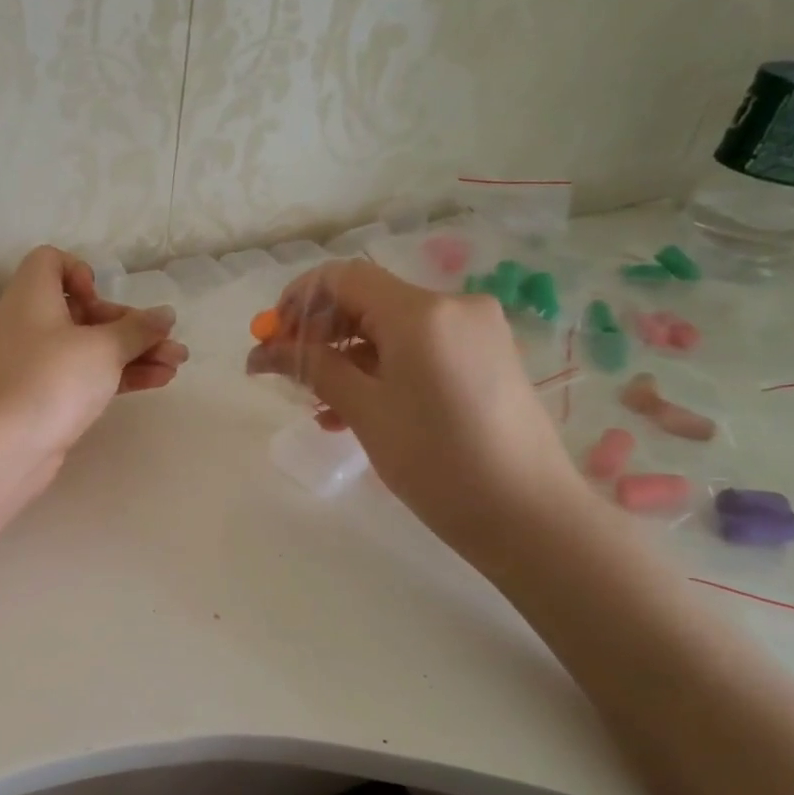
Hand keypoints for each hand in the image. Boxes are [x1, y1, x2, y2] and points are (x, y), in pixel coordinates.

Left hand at [0, 245, 187, 466]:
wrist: (5, 447)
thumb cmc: (53, 379)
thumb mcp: (104, 348)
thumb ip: (138, 330)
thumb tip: (165, 315)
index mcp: (31, 296)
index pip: (49, 262)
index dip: (79, 272)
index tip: (98, 299)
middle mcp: (30, 323)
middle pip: (83, 310)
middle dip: (129, 324)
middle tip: (165, 340)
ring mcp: (36, 363)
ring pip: (90, 346)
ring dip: (133, 351)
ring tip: (177, 363)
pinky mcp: (46, 395)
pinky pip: (86, 374)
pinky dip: (119, 374)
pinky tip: (160, 380)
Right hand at [247, 258, 580, 558]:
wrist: (531, 517)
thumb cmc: (438, 461)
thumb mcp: (365, 411)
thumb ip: (312, 368)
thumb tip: (262, 352)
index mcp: (422, 312)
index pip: (343, 277)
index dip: (298, 300)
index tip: (271, 337)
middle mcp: (453, 306)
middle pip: (367, 300)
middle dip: (320, 331)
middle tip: (286, 370)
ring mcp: (475, 332)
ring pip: (391, 328)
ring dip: (348, 356)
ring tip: (318, 404)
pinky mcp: (485, 358)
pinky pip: (419, 349)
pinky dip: (382, 369)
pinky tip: (356, 410)